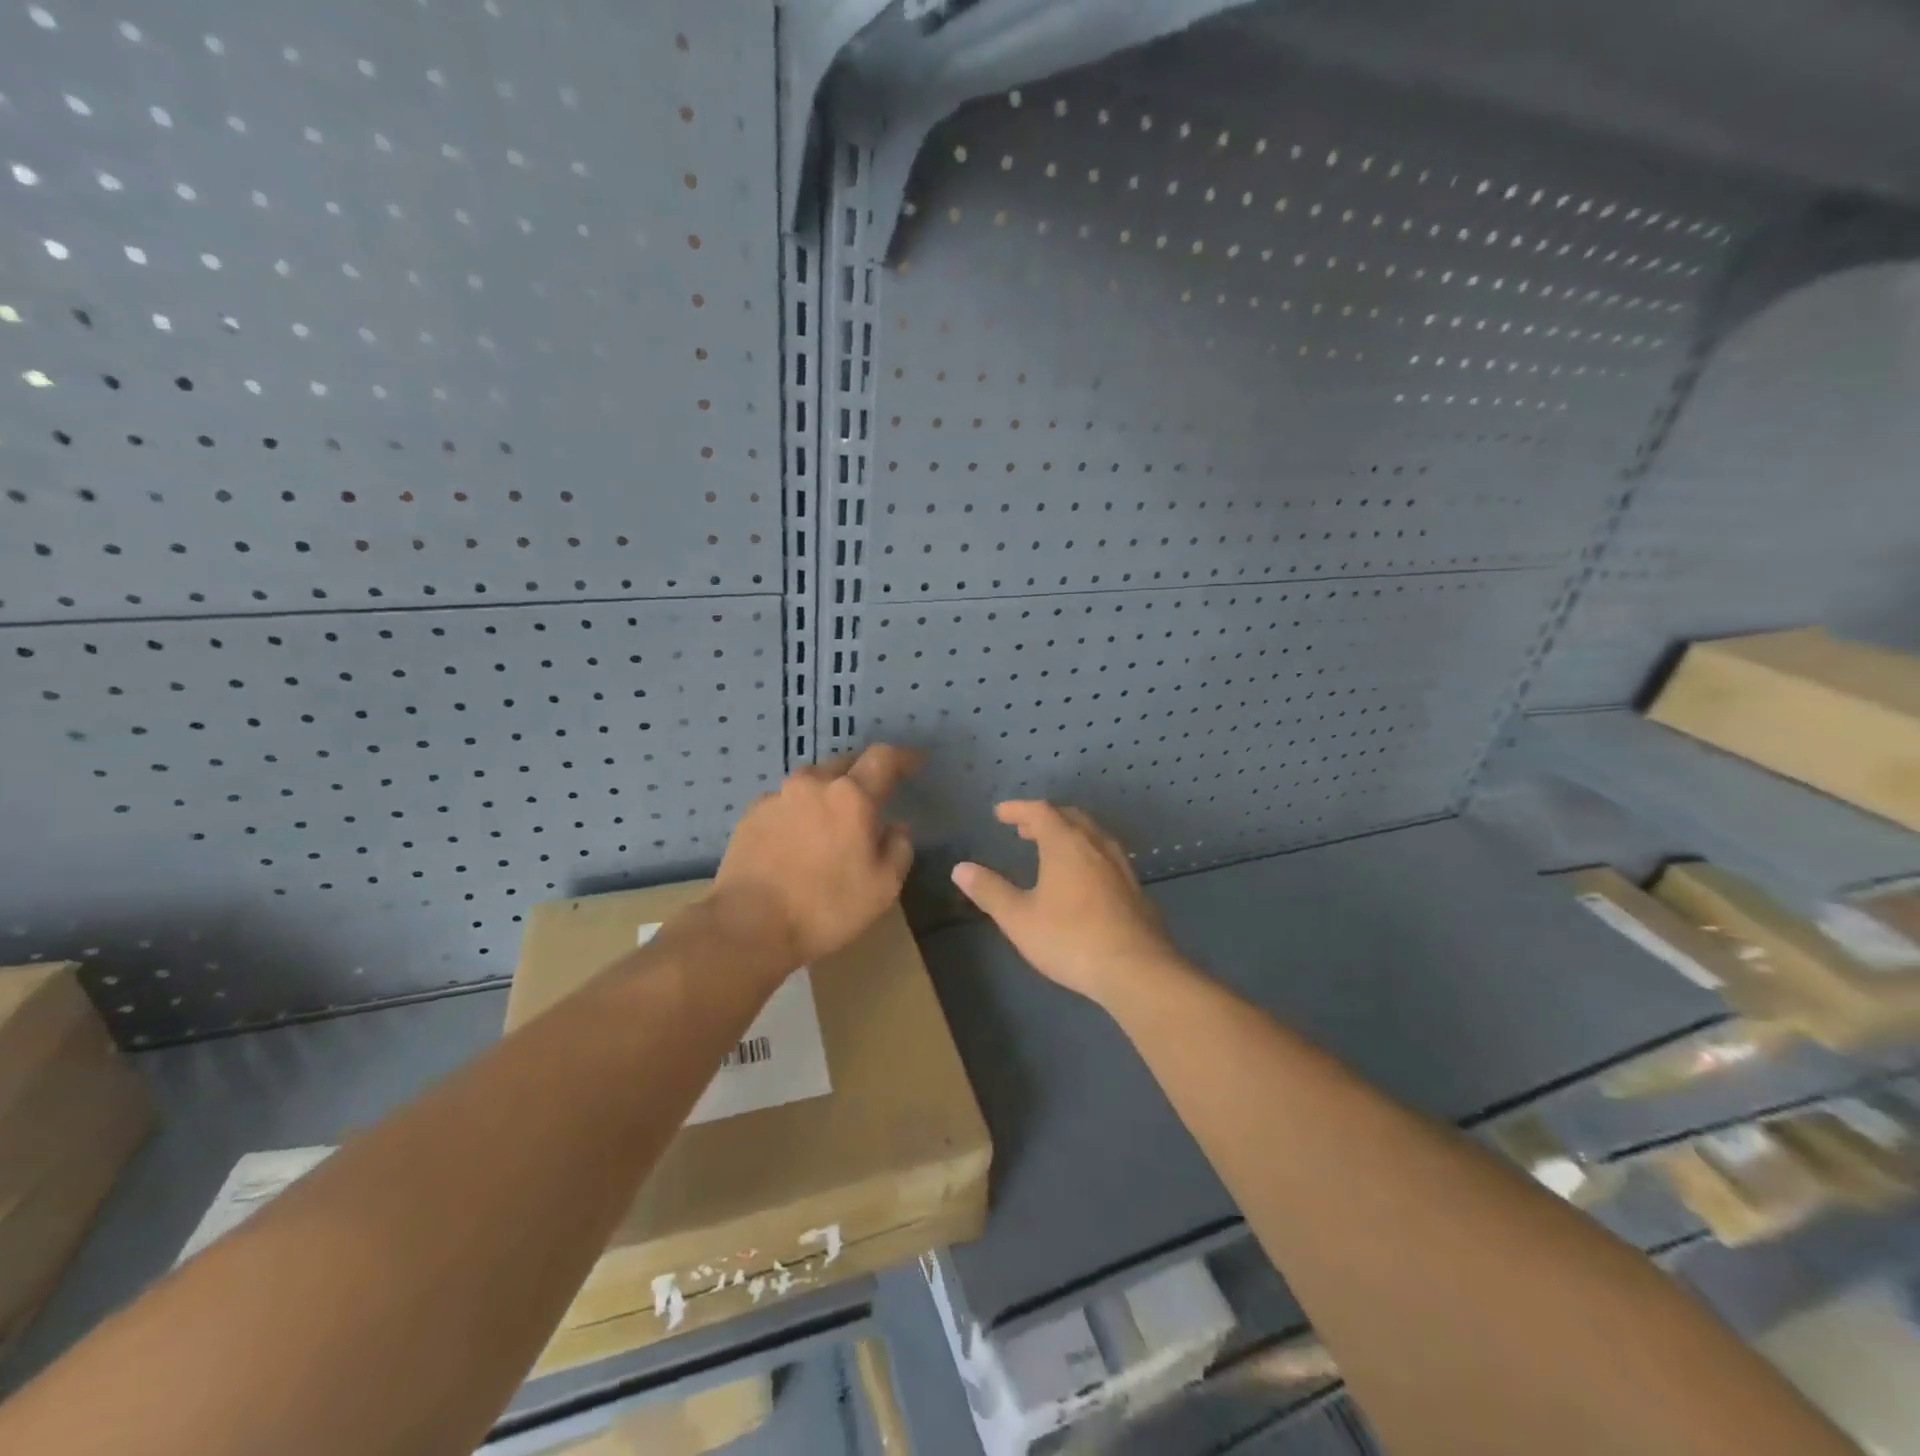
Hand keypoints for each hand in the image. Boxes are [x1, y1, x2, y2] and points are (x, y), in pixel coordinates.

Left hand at [710, 744, 920, 970]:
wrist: (748, 925)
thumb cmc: (826, 907)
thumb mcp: (883, 887)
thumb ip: (899, 848)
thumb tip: (896, 828)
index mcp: (851, 796)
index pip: (883, 759)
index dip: (903, 757)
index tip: (915, 763)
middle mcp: (813, 784)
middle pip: (845, 764)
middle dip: (863, 774)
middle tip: (873, 796)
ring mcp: (777, 796)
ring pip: (812, 781)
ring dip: (828, 791)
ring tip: (832, 818)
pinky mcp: (751, 815)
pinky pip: (785, 802)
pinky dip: (799, 811)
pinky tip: (798, 838)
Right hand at [950, 801, 1180, 1005]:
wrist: (1136, 969)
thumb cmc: (1070, 939)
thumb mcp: (1019, 918)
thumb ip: (989, 891)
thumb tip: (960, 868)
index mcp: (1066, 844)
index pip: (1040, 811)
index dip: (1018, 809)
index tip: (1000, 814)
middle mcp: (1096, 845)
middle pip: (1070, 817)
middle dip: (1045, 818)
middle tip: (1025, 829)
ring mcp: (1120, 866)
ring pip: (1092, 835)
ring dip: (1068, 834)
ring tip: (1052, 850)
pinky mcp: (1135, 889)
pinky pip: (1106, 856)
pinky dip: (1086, 854)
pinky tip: (1083, 880)